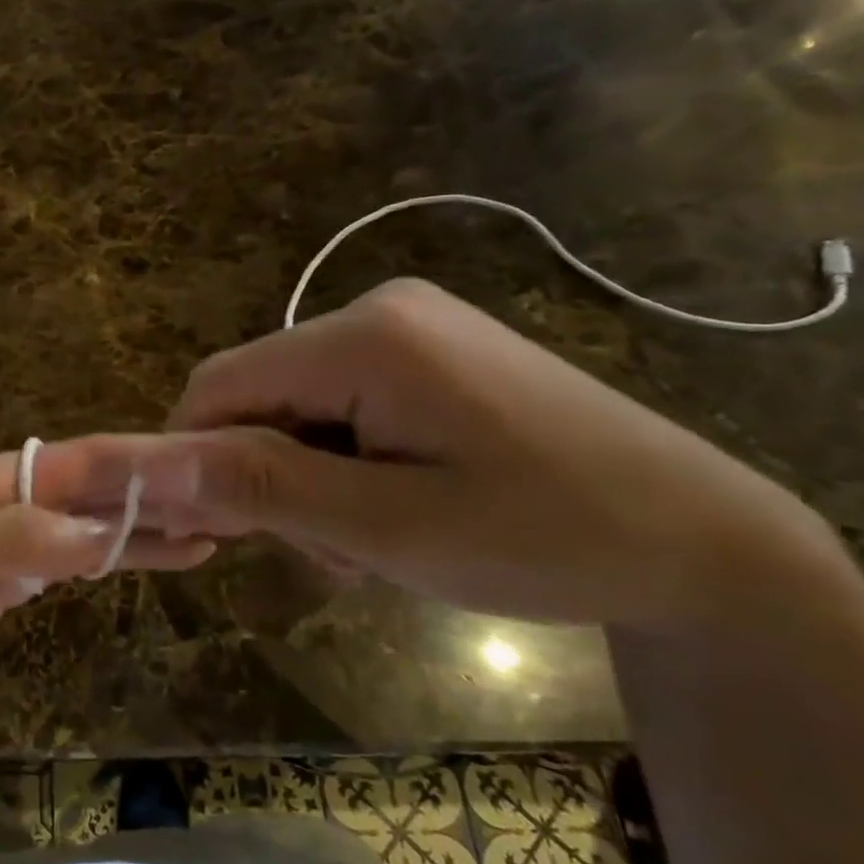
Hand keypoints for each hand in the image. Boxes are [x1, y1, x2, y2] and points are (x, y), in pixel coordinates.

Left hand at [0, 438, 214, 730]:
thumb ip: (12, 540)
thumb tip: (98, 527)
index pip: (80, 463)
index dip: (139, 468)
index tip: (203, 478)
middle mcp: (11, 497)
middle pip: (96, 488)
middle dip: (157, 494)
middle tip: (230, 504)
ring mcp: (14, 536)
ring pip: (93, 522)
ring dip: (147, 524)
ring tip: (215, 530)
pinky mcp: (14, 575)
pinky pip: (76, 556)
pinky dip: (119, 555)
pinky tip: (158, 556)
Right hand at [146, 279, 845, 634]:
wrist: (708, 542)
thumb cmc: (548, 539)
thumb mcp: (389, 527)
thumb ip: (264, 485)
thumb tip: (155, 464)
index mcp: (366, 336)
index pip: (219, 384)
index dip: (195, 457)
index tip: (215, 535)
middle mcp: (378, 310)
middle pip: (259, 394)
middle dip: (268, 476)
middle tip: (332, 553)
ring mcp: (409, 326)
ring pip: (297, 405)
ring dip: (307, 477)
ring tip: (372, 543)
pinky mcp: (431, 352)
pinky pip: (342, 403)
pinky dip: (343, 460)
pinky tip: (393, 505)